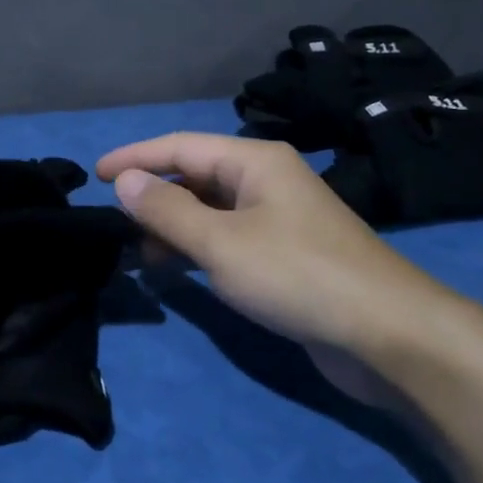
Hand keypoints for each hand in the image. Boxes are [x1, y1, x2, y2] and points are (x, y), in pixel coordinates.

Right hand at [95, 133, 458, 362]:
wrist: (387, 335)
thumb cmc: (297, 275)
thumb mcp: (221, 242)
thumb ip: (167, 211)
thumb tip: (124, 181)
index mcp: (254, 162)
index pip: (180, 147)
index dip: (135, 158)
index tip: (95, 176)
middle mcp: (266, 182)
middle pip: (195, 177)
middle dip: (153, 197)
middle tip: (114, 226)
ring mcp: (278, 220)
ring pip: (210, 212)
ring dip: (172, 228)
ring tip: (138, 255)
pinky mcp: (284, 256)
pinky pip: (227, 240)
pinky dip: (197, 250)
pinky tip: (178, 271)